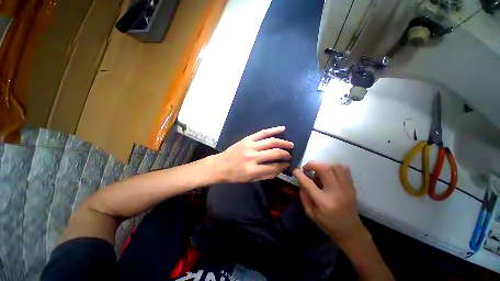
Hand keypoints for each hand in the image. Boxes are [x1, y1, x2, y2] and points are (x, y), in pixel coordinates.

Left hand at [214, 126, 293, 182]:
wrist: (220, 165)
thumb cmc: (235, 175)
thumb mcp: (251, 180)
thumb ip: (267, 175)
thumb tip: (280, 169)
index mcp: (253, 170)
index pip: (274, 167)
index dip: (283, 166)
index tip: (287, 164)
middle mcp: (252, 157)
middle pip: (274, 153)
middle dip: (285, 154)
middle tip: (290, 155)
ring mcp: (250, 146)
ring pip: (271, 141)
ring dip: (283, 142)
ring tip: (290, 144)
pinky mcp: (247, 139)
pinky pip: (262, 133)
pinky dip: (273, 130)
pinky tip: (282, 129)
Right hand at [293, 161, 366, 246]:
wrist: (351, 232)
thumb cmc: (328, 224)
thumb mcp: (311, 214)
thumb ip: (304, 196)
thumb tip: (301, 181)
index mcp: (324, 202)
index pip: (309, 183)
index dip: (299, 174)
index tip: (295, 170)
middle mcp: (336, 193)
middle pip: (325, 169)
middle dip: (312, 165)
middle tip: (306, 168)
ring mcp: (346, 189)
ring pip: (335, 166)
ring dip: (324, 166)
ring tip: (318, 172)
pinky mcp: (352, 187)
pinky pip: (344, 169)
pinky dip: (334, 168)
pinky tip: (329, 174)